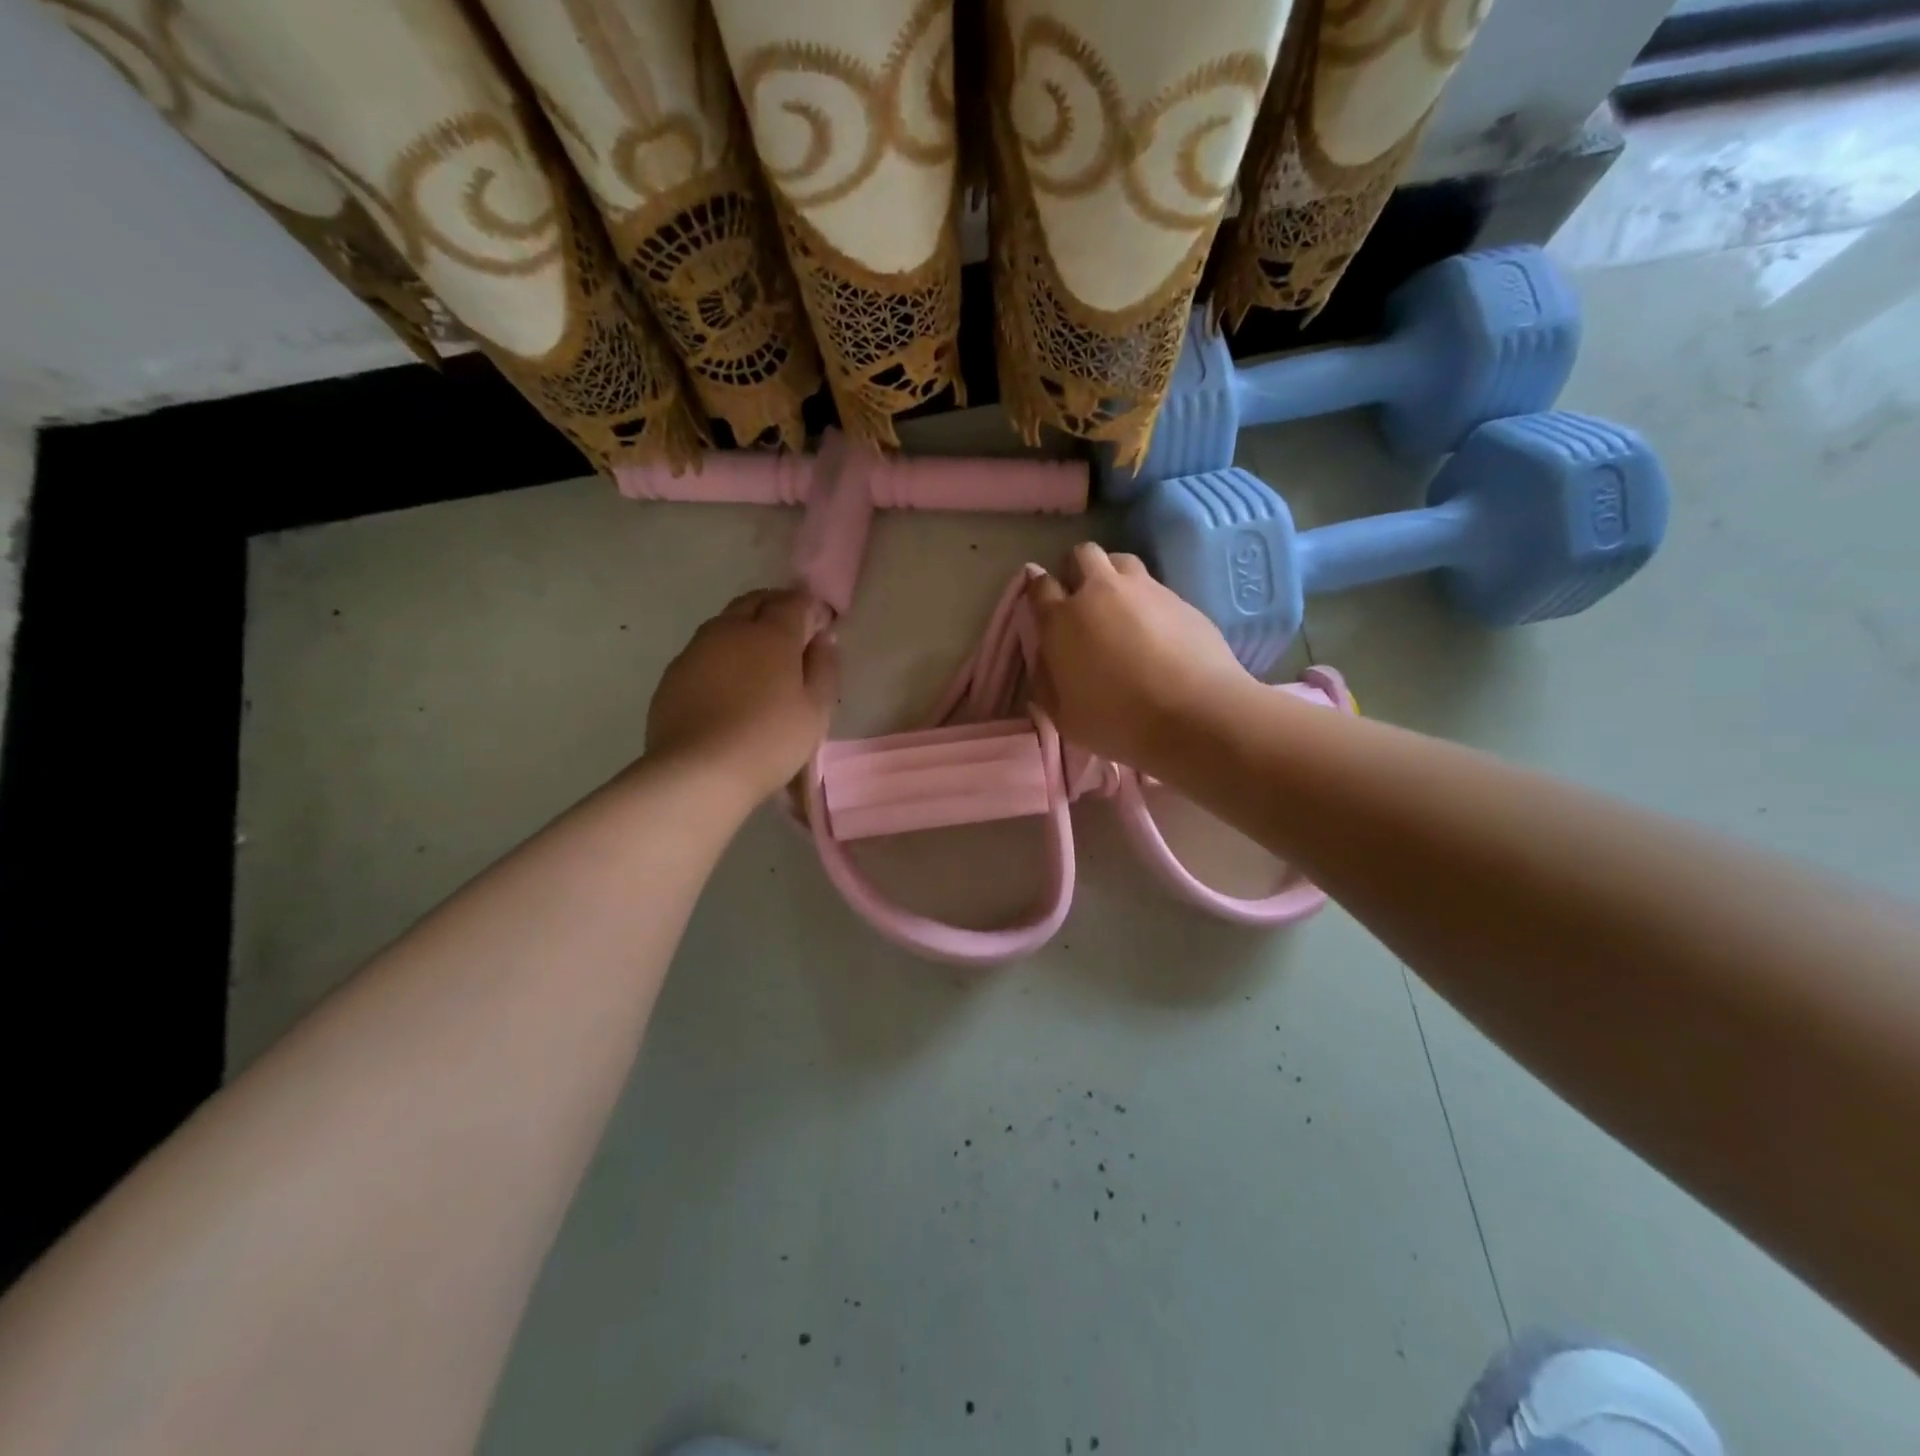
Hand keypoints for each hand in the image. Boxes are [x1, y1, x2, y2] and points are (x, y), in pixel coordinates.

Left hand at [646, 588, 839, 800]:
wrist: (699, 771)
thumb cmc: (770, 740)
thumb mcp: (816, 709)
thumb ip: (824, 667)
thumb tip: (824, 637)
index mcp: (772, 633)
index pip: (795, 602)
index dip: (811, 608)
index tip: (822, 624)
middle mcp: (731, 629)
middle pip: (755, 601)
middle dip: (776, 606)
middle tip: (792, 631)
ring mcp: (696, 649)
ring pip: (725, 622)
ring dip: (746, 627)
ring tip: (759, 657)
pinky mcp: (673, 673)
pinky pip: (704, 650)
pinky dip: (722, 654)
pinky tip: (728, 682)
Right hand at [1026, 543, 1250, 772]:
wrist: (1194, 715)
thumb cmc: (1117, 722)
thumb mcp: (1064, 717)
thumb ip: (1046, 682)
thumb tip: (1045, 659)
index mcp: (1062, 620)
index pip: (1040, 586)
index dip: (1038, 590)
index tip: (1043, 605)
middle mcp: (1100, 592)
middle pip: (1082, 555)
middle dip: (1076, 569)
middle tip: (1081, 599)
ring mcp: (1144, 590)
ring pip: (1120, 560)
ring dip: (1112, 574)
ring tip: (1118, 605)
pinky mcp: (1180, 598)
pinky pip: (1154, 585)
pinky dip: (1146, 599)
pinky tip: (1155, 629)